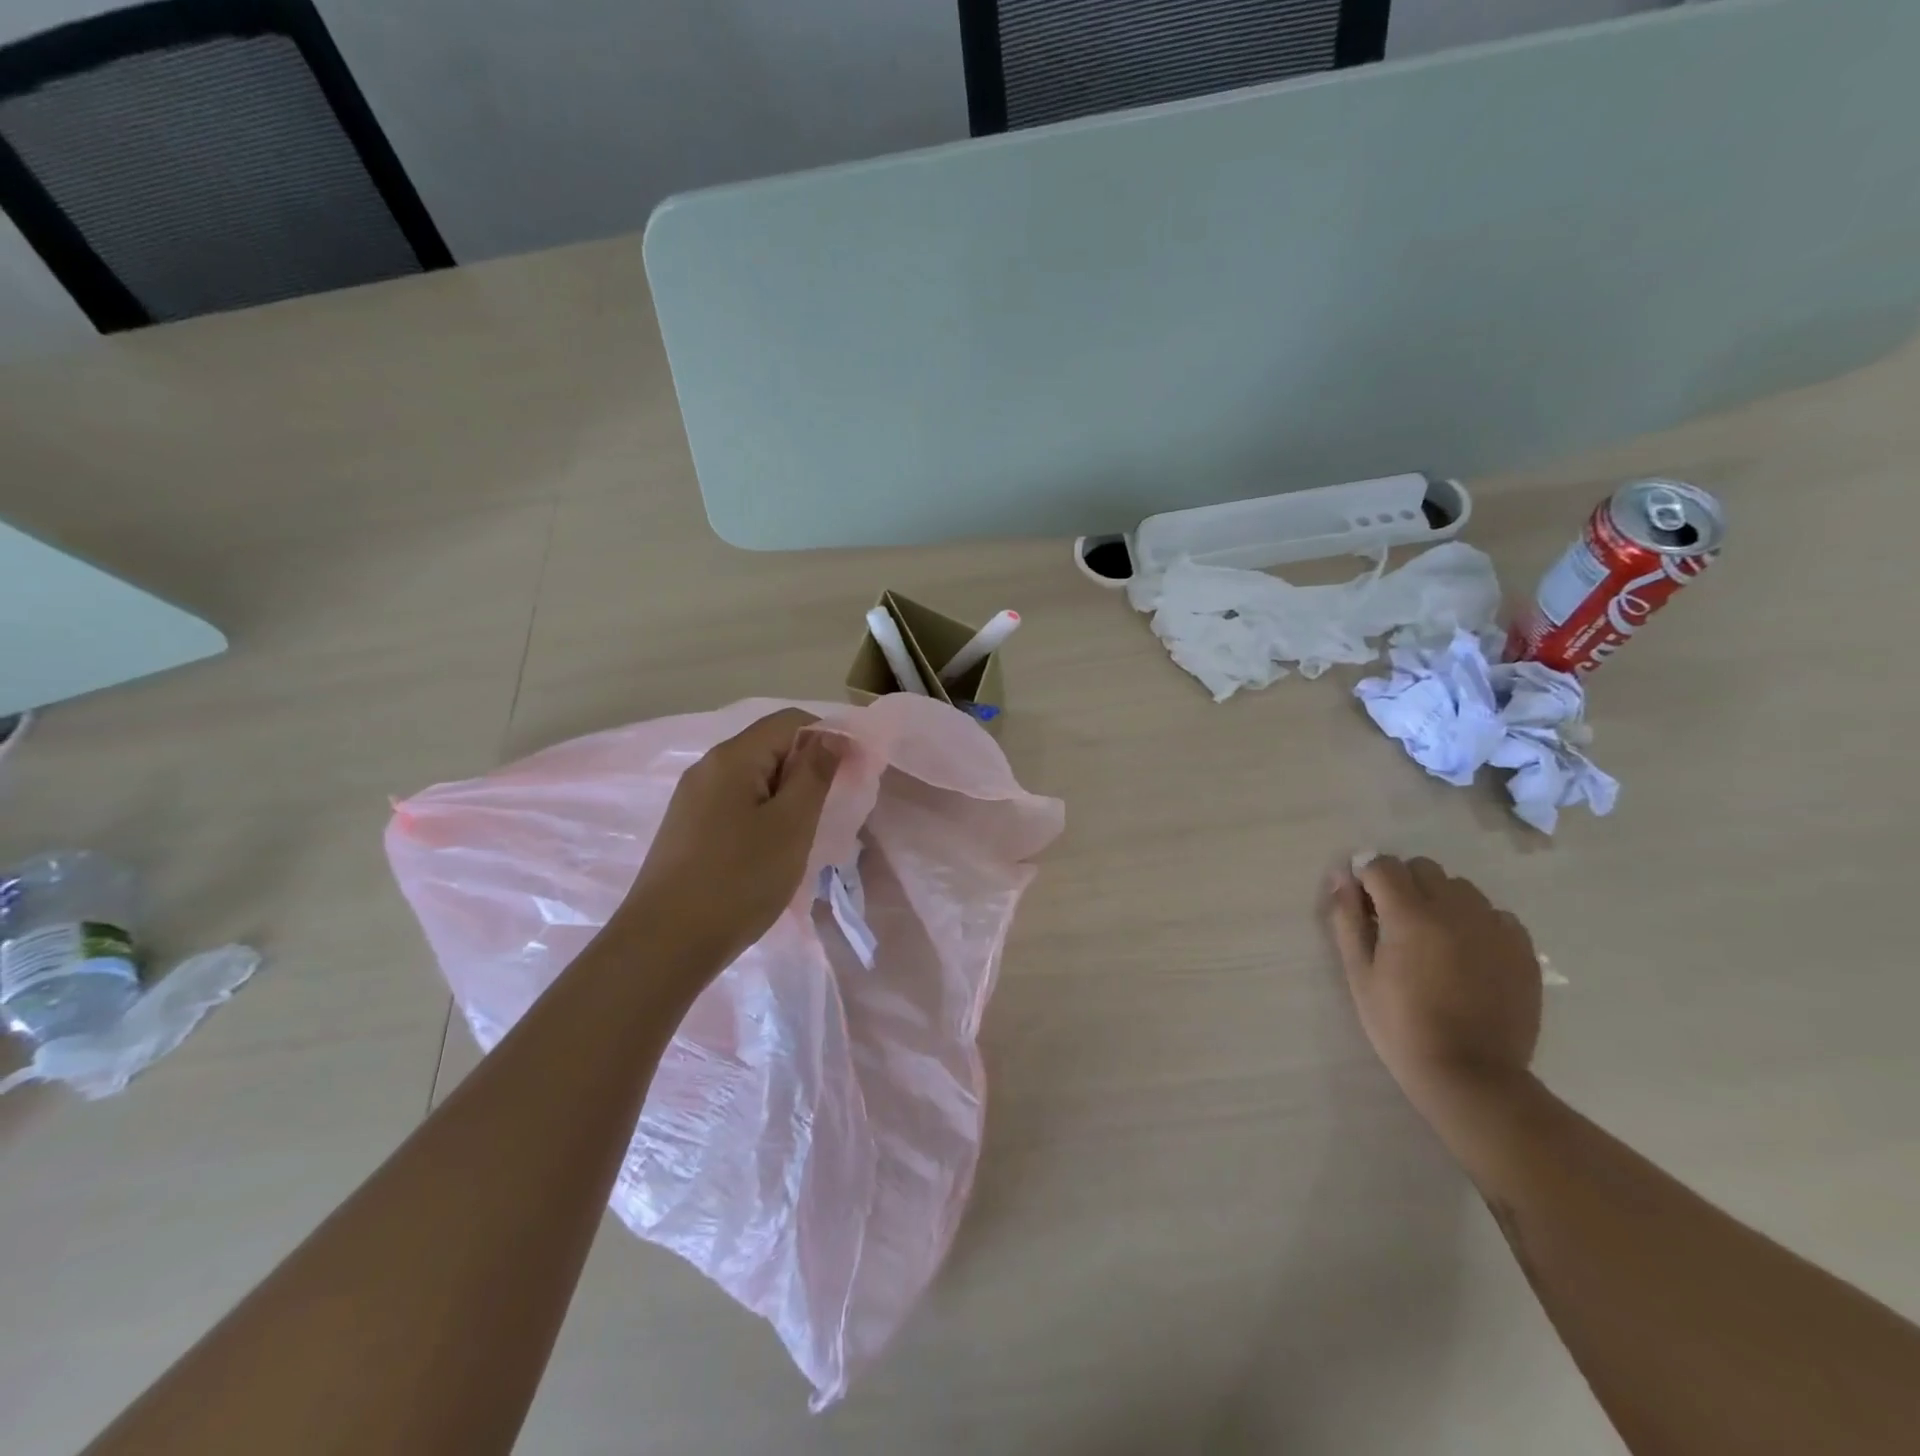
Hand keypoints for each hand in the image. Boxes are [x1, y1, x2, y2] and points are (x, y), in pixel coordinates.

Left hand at [620, 709, 841, 974]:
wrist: (665, 945)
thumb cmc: (738, 880)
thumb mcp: (790, 825)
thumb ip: (814, 774)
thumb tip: (829, 736)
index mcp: (732, 757)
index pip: (790, 721)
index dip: (829, 736)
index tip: (856, 772)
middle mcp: (707, 768)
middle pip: (769, 747)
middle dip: (808, 769)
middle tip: (835, 809)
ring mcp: (693, 800)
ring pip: (754, 779)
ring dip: (788, 796)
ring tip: (807, 833)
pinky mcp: (688, 830)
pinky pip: (736, 805)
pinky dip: (764, 815)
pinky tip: (773, 850)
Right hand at [1327, 855, 1541, 1114]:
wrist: (1472, 1076)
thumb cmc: (1401, 1026)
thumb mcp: (1359, 973)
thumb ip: (1347, 919)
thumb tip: (1341, 878)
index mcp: (1410, 916)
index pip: (1383, 865)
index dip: (1366, 877)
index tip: (1362, 902)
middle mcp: (1456, 910)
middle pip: (1423, 868)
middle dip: (1402, 884)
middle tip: (1393, 922)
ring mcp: (1494, 927)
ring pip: (1460, 887)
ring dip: (1439, 899)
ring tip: (1432, 937)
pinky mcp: (1522, 948)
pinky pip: (1494, 913)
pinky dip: (1475, 921)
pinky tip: (1466, 953)